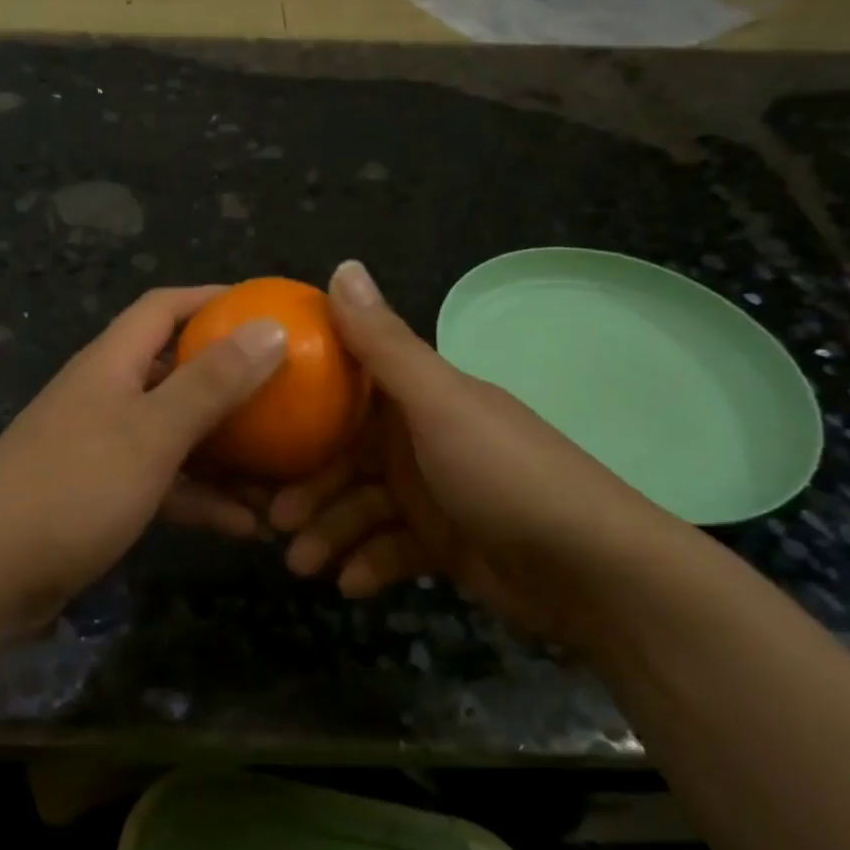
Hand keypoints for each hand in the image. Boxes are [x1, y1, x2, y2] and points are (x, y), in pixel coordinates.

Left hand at [0, 287, 286, 638]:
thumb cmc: (69, 489)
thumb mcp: (150, 434)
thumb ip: (211, 383)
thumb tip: (271, 326)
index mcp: (112, 364)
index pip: (164, 308)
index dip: (214, 299)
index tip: (268, 309)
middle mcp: (107, 396)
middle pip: (178, 372)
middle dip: (233, 382)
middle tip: (290, 395)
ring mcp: (103, 448)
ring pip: (178, 434)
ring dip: (227, 452)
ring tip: (284, 474)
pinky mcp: (102, 496)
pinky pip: (165, 484)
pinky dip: (202, 498)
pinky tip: (246, 526)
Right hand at [270, 261, 689, 640]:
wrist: (592, 572)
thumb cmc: (504, 474)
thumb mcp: (438, 404)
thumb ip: (384, 344)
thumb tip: (342, 264)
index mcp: (418, 397)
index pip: (345, 390)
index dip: (300, 408)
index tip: (257, 432)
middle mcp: (420, 438)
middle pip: (344, 457)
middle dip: (308, 489)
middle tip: (274, 521)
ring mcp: (433, 493)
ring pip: (361, 508)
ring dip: (329, 534)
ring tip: (304, 566)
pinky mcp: (444, 544)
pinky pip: (391, 549)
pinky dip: (369, 563)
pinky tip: (352, 585)